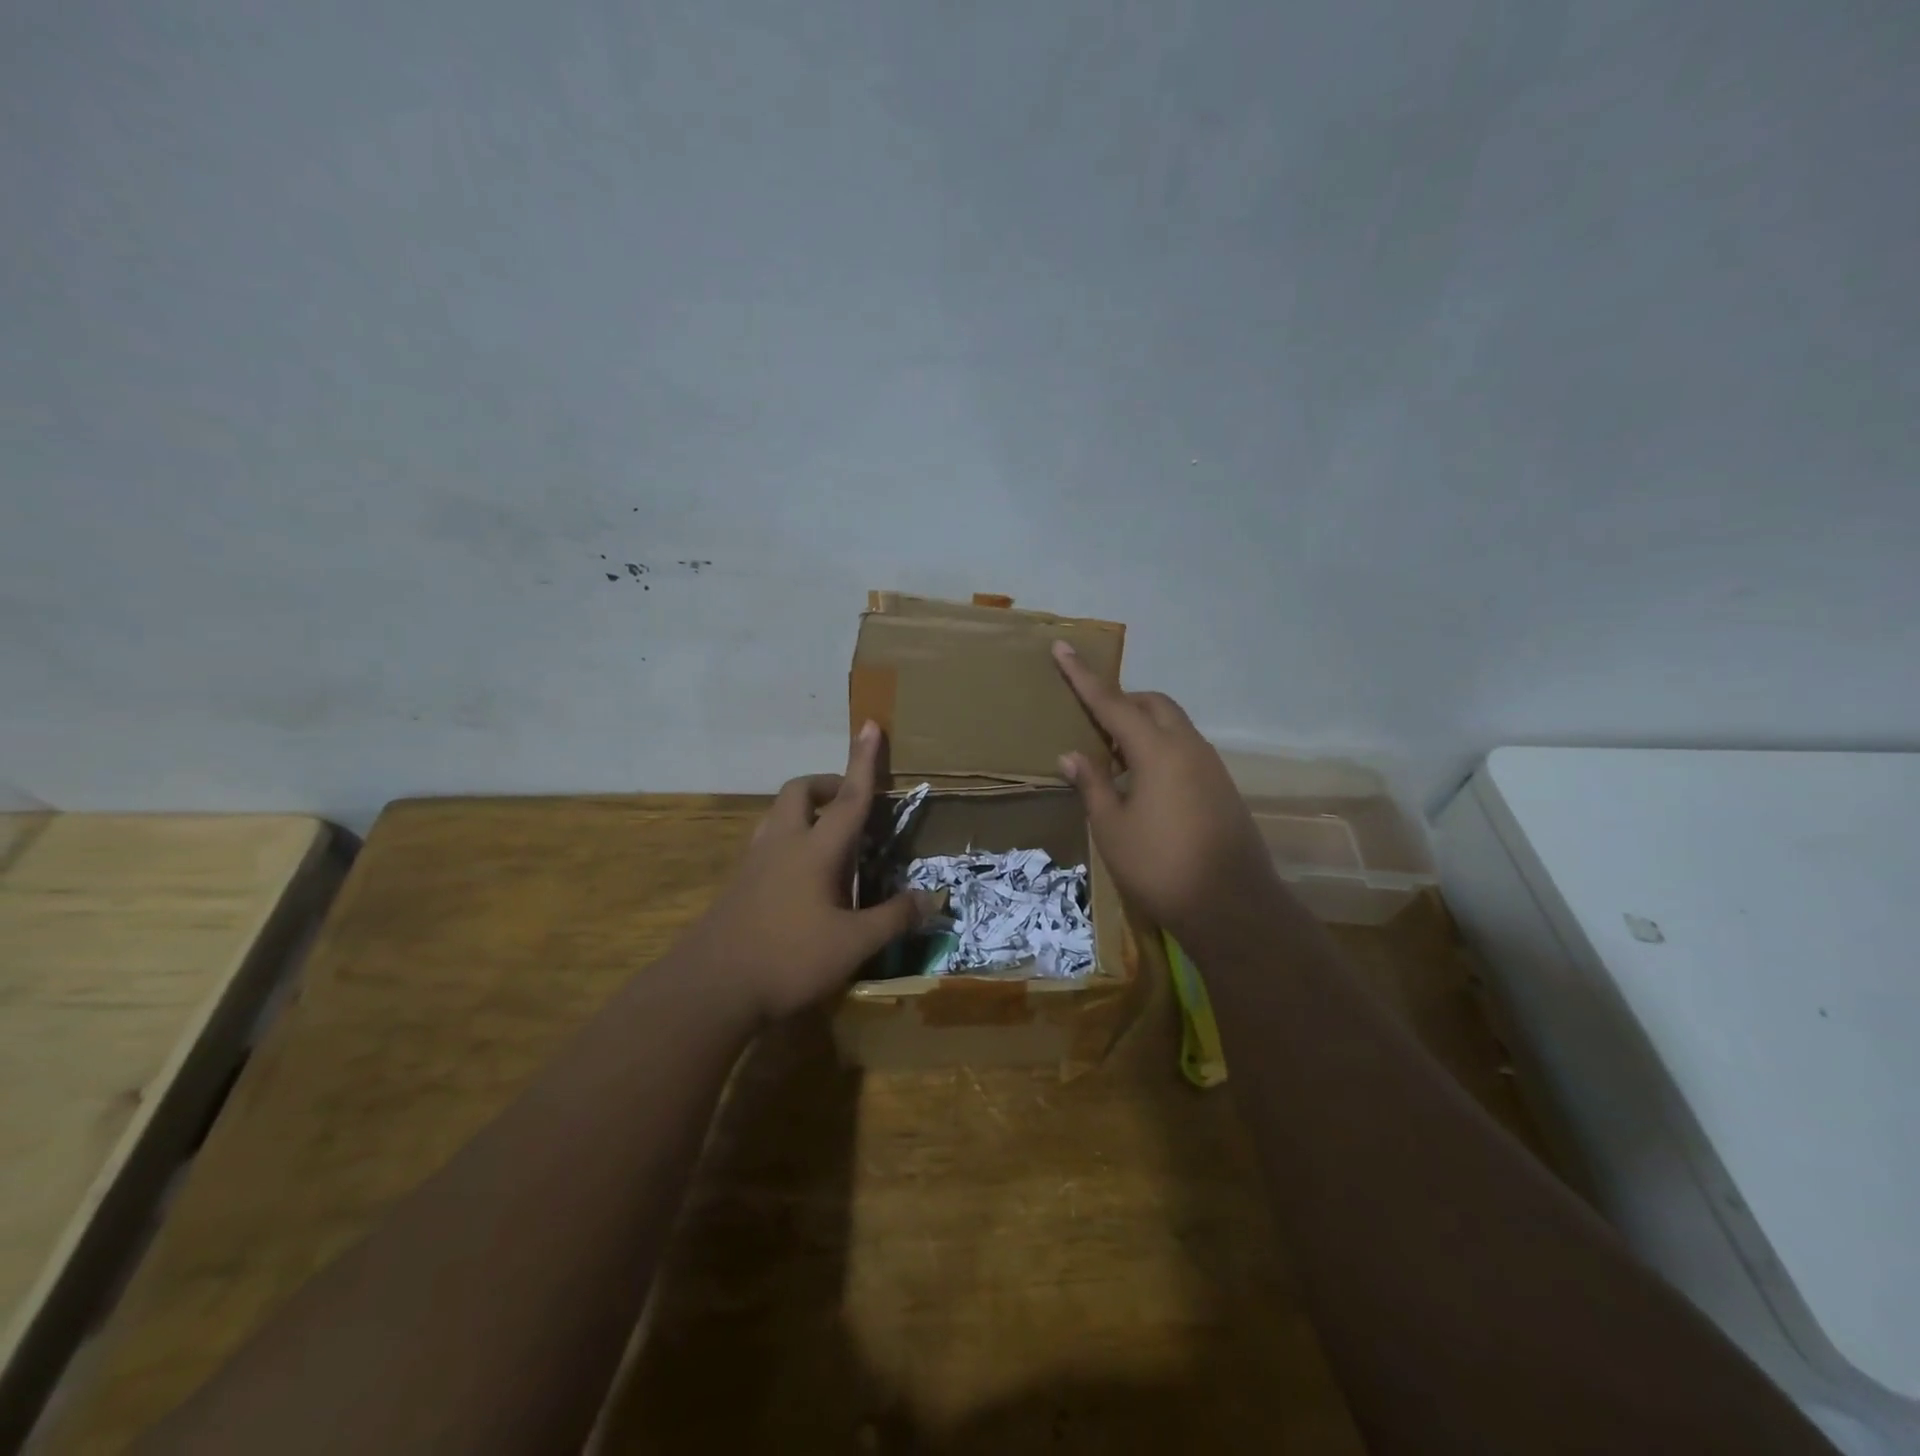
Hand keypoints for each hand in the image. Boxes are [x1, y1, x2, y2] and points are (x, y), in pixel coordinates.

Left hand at [688, 721, 932, 1021]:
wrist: (710, 988)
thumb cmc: (788, 959)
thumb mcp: (853, 944)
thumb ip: (893, 918)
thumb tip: (932, 899)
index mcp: (816, 850)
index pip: (850, 797)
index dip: (864, 761)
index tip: (871, 725)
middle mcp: (783, 844)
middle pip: (800, 792)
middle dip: (827, 784)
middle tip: (850, 803)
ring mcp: (755, 862)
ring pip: (778, 814)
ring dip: (805, 810)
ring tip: (829, 835)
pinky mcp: (738, 884)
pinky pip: (768, 842)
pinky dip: (790, 839)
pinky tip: (801, 875)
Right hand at [1051, 641, 1277, 938]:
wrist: (1233, 907)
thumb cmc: (1160, 867)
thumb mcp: (1112, 828)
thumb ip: (1091, 784)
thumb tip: (1071, 755)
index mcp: (1157, 750)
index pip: (1112, 703)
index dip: (1083, 677)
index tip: (1064, 647)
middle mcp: (1188, 747)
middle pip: (1153, 705)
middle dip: (1121, 702)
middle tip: (1093, 722)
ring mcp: (1210, 766)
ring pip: (1173, 725)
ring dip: (1143, 727)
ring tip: (1114, 757)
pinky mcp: (1221, 786)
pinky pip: (1185, 749)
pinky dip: (1160, 749)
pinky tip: (1144, 783)